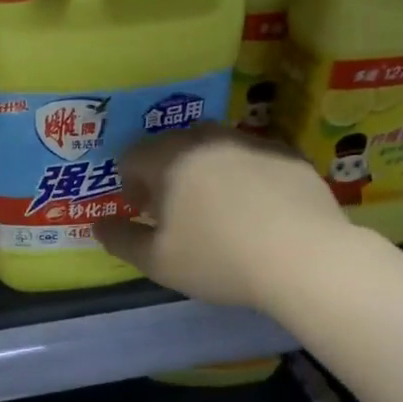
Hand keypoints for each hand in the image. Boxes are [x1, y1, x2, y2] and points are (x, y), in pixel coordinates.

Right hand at [93, 125, 344, 311]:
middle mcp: (206, 139)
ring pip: (215, 148)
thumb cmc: (218, 259)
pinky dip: (245, 175)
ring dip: (206, 170)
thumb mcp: (157, 262)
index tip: (141, 211)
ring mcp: (250, 142)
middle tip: (176, 209)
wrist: (304, 257)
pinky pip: (253, 158)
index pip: (132, 155)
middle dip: (166, 172)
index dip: (129, 183)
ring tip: (218, 206)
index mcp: (168, 159)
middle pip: (173, 145)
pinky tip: (258, 209)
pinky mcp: (287, 154)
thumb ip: (120, 240)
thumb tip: (98, 225)